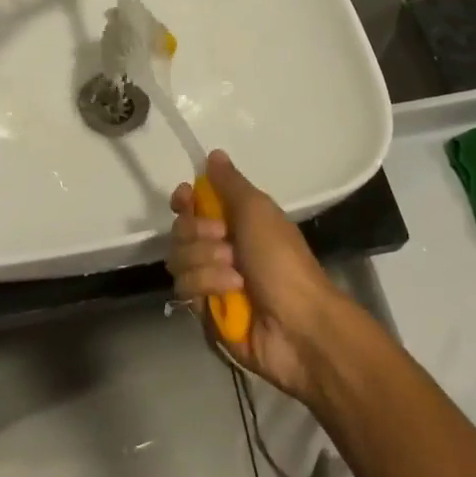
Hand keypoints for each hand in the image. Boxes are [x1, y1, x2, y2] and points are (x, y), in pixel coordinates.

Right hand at [166, 151, 344, 400]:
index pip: (193, 205)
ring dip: (206, 261)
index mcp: (235, 221)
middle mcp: (218, 248)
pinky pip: (185, 289)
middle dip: (198, 232)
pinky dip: (208, 285)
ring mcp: (210, 281)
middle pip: (180, 230)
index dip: (184, 201)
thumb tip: (214, 153)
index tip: (185, 199)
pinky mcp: (204, 311)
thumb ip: (230, 183)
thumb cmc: (281, 259)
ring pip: (178, 259)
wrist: (297, 323)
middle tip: (225, 239)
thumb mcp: (258, 210)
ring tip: (235, 274)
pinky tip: (232, 292)